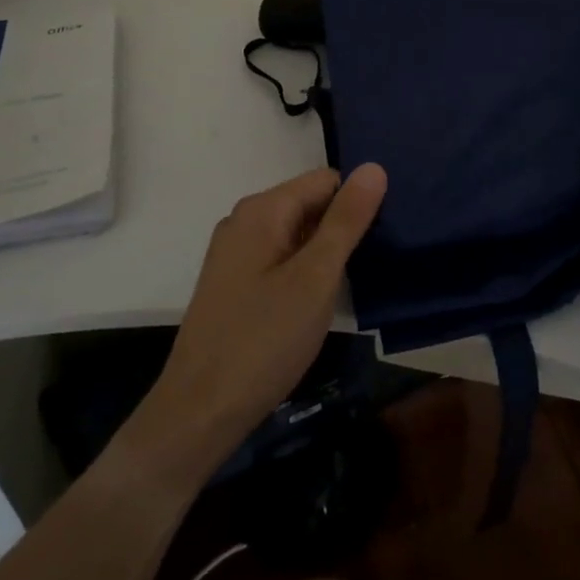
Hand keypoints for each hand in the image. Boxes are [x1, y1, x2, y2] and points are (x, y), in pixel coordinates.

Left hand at [130, 164, 387, 480]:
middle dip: (340, 229)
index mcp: (262, 209)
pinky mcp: (233, 283)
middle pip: (309, 204)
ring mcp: (235, 253)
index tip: (379, 240)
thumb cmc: (264, 340)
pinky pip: (279, 258)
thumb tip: (374, 167)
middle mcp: (244, 220)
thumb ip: (346, 221)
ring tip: (346, 288)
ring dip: (323, 254)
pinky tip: (314, 305)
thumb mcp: (316, 278)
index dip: (356, 204)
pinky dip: (302, 272)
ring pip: (296, 234)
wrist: (200, 412)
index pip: (326, 181)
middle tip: (368, 267)